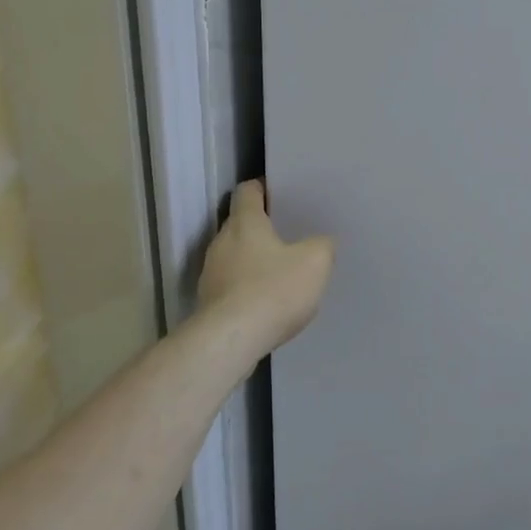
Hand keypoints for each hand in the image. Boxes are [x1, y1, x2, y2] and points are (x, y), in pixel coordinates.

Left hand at [194, 180, 334, 357]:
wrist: (231, 341)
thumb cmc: (274, 290)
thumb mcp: (316, 261)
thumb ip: (322, 244)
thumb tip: (320, 242)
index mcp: (245, 223)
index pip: (247, 191)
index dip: (262, 188)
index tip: (279, 192)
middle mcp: (221, 243)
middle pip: (239, 224)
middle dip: (261, 226)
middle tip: (288, 233)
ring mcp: (211, 274)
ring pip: (234, 255)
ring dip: (253, 259)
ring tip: (280, 270)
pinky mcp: (208, 303)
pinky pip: (231, 284)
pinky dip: (247, 286)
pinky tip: (267, 300)